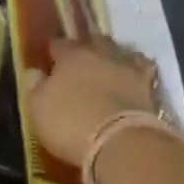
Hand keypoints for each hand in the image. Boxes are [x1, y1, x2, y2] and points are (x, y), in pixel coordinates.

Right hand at [27, 35, 161, 164]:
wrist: (120, 141)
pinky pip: (143, 71)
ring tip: (107, 68)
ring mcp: (129, 68)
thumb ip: (34, 86)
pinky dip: (136, 72)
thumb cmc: (70, 123)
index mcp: (71, 55)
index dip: (54, 50)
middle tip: (80, 63)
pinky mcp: (150, 86)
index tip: (50, 59)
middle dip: (86, 49)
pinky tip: (132, 79)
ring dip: (113, 58)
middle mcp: (102, 54)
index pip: (60, 44)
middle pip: (93, 42)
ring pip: (120, 52)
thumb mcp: (38, 108)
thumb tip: (33, 71)